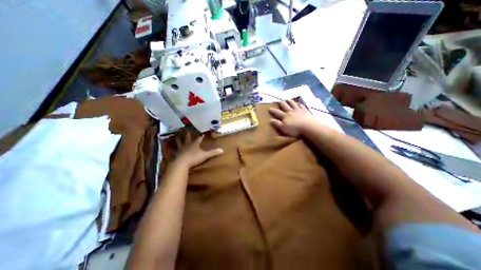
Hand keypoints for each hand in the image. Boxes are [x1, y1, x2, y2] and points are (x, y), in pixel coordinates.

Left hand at [174, 134, 223, 169]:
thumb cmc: (194, 158)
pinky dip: (170, 148)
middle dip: (188, 134)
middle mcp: (187, 145)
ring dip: (178, 139)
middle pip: (187, 138)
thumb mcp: (205, 155)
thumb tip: (222, 150)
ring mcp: (180, 149)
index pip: (198, 138)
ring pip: (179, 142)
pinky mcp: (176, 154)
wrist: (181, 164)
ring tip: (175, 136)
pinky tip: (168, 147)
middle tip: (186, 129)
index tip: (202, 132)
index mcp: (194, 144)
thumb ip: (213, 153)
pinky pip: (173, 150)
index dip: (200, 136)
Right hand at [269, 99, 314, 136]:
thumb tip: (270, 120)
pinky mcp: (305, 111)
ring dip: (290, 102)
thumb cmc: (294, 129)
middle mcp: (291, 112)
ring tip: (288, 99)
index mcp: (285, 116)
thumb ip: (277, 124)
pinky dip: (300, 104)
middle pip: (285, 106)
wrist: (308, 127)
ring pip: (293, 104)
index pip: (277, 113)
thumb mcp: (283, 128)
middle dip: (281, 104)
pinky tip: (299, 103)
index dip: (273, 111)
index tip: (269, 108)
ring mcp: (298, 111)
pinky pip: (302, 106)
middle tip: (279, 101)